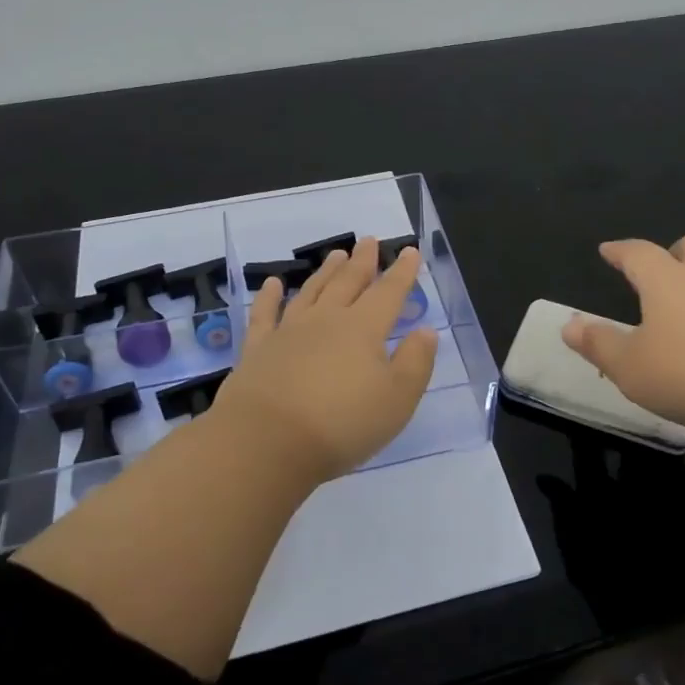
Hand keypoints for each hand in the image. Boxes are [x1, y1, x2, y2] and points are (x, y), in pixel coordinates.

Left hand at [214, 236, 438, 480]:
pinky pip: (265, 314)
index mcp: (364, 329)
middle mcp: (327, 320)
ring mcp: (289, 331)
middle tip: (369, 241)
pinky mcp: (258, 349)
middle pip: (348, 283)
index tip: (408, 251)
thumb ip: (415, 362)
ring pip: (312, 292)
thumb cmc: (342, 424)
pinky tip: (274, 284)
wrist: (267, 442)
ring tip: (336, 254)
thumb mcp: (397, 400)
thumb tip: (426, 331)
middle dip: (363, 262)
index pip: (388, 293)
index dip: (401, 272)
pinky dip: (269, 296)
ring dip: (326, 272)